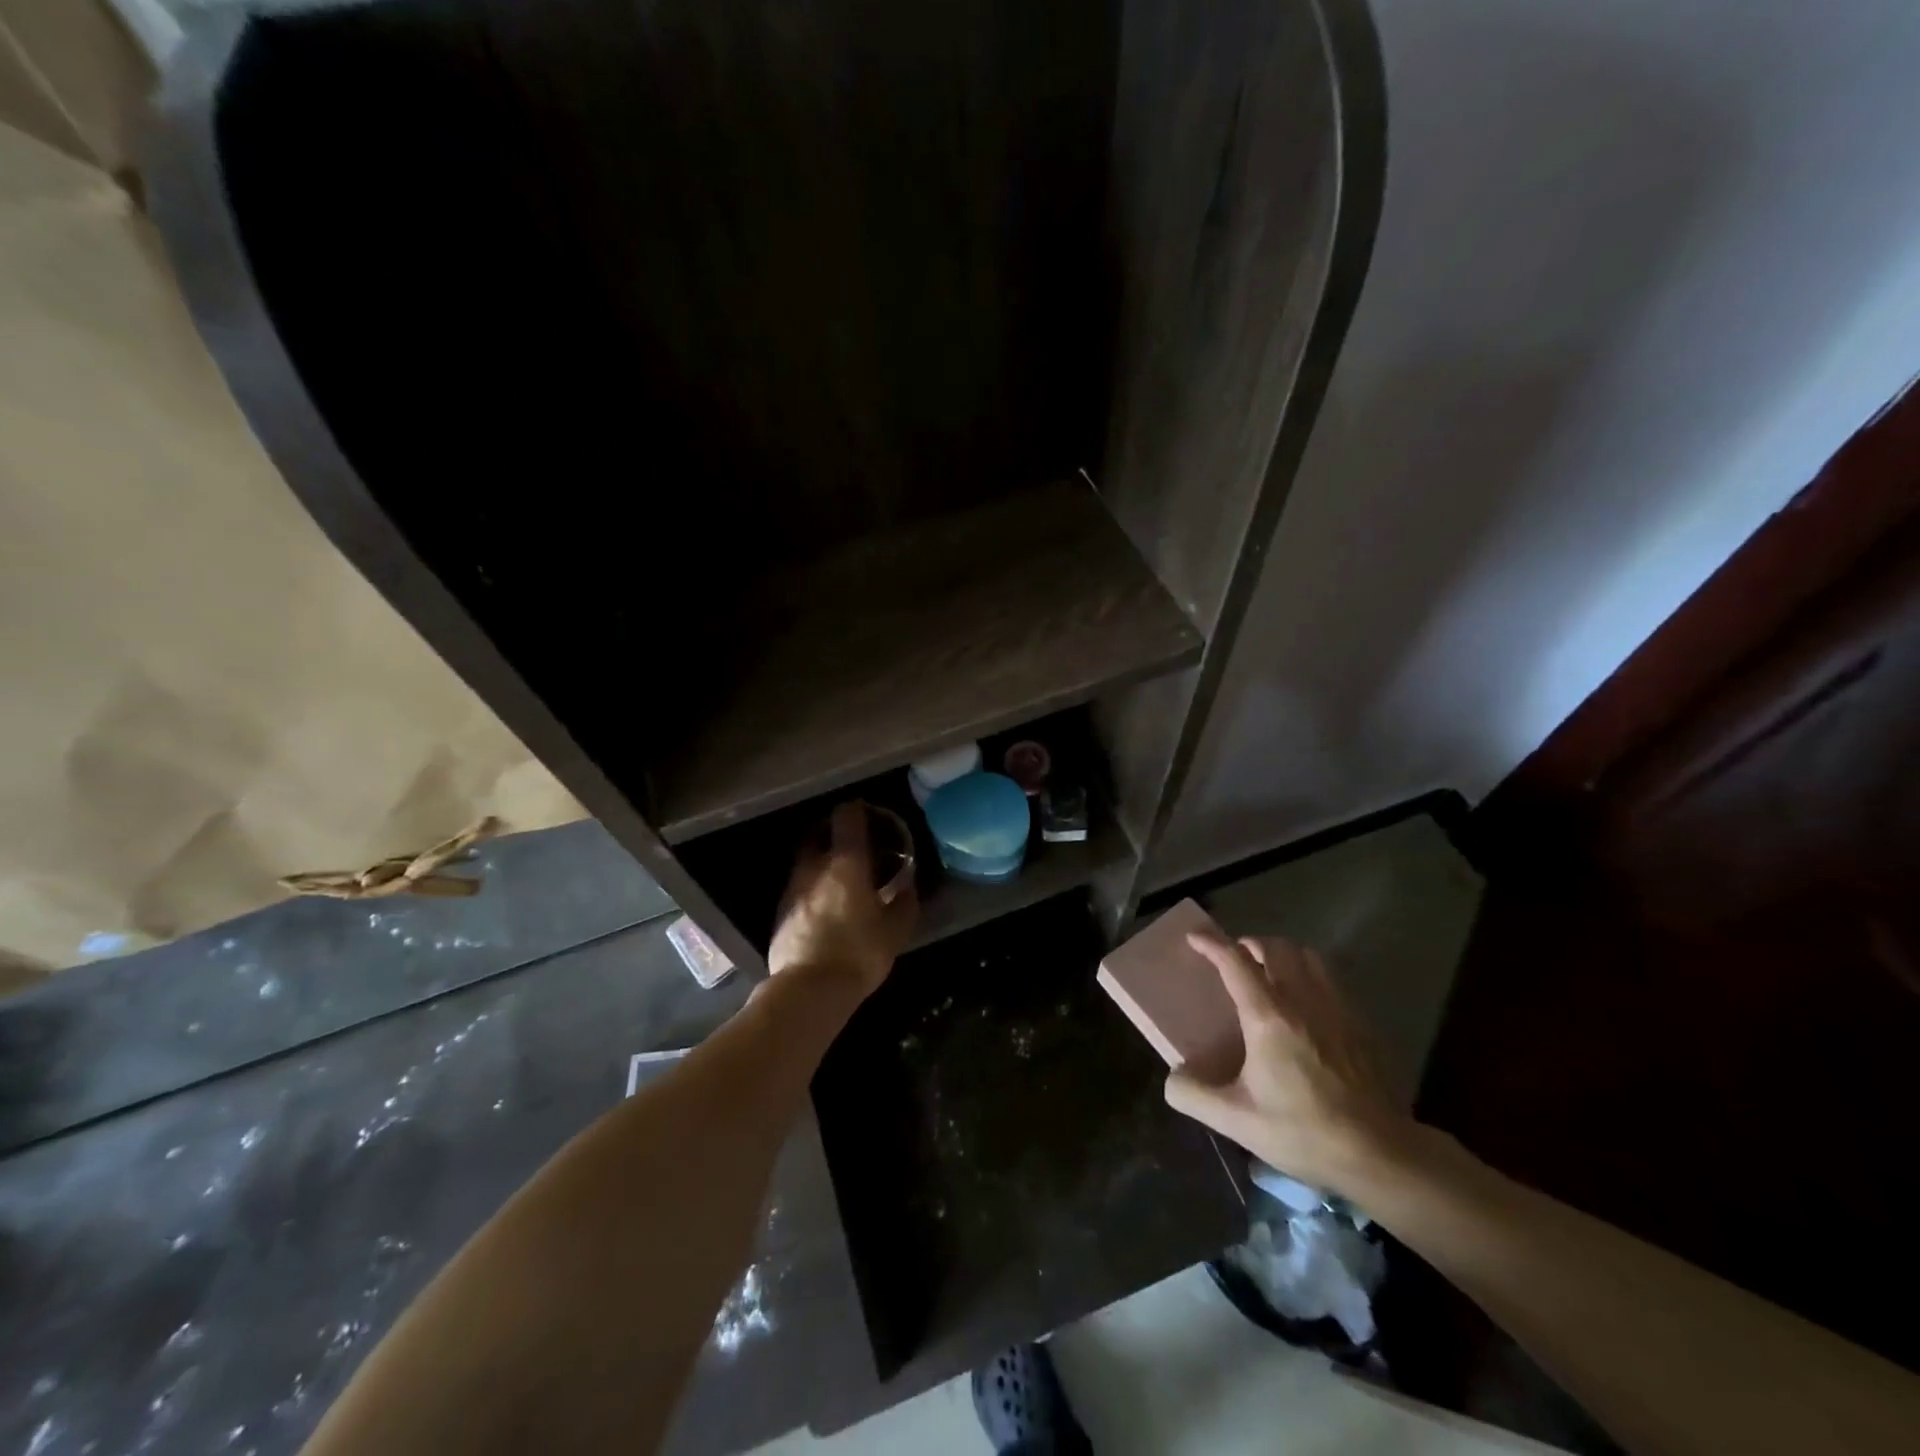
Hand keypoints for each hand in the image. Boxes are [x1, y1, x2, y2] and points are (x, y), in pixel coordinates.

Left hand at [768, 802, 917, 996]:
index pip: (847, 818)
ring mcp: (792, 889)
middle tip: (852, 846)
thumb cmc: (858, 953)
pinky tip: (822, 908)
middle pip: (818, 835)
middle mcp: (814, 867)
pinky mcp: (779, 913)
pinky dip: (811, 889)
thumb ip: (904, 903)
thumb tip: (907, 887)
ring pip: (806, 863)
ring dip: (820, 864)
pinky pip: (798, 889)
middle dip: (833, 835)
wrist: (807, 990)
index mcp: (846, 863)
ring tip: (838, 880)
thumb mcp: (895, 931)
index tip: (866, 812)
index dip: (856, 810)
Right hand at [1165, 932, 1413, 1195]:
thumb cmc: (1304, 1133)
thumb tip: (1173, 1077)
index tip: (1194, 938)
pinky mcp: (1362, 1024)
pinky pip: (1332, 980)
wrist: (1381, 1154)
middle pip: (1275, 947)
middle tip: (1235, 959)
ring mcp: (1337, 1008)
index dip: (1211, 943)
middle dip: (1249, 944)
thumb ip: (1194, 1095)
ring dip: (1283, 954)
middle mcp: (1303, 1000)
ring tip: (1271, 973)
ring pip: (1308, 956)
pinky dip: (1310, 976)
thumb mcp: (1237, 1121)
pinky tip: (1307, 1004)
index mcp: (1268, 1017)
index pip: (1235, 961)